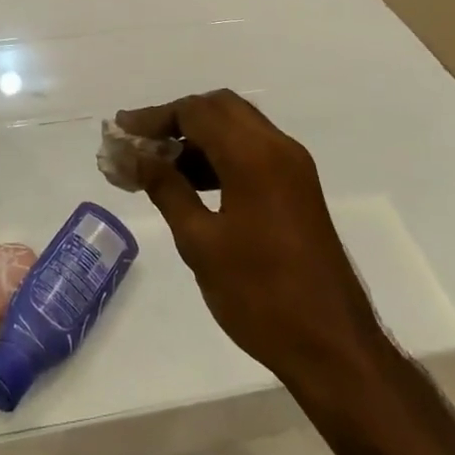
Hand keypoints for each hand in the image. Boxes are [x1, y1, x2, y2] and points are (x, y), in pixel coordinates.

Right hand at [116, 92, 380, 393]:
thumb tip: (135, 156)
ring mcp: (293, 167)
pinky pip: (253, 150)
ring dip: (198, 136)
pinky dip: (220, 154)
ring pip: (238, 126)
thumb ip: (166, 189)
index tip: (121, 132)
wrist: (333, 347)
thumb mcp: (200, 243)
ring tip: (158, 164)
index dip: (154, 117)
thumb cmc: (260, 295)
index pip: (196, 111)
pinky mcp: (298, 188)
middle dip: (177, 118)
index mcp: (253, 156)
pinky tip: (192, 182)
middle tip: (141, 142)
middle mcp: (278, 147)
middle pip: (219, 108)